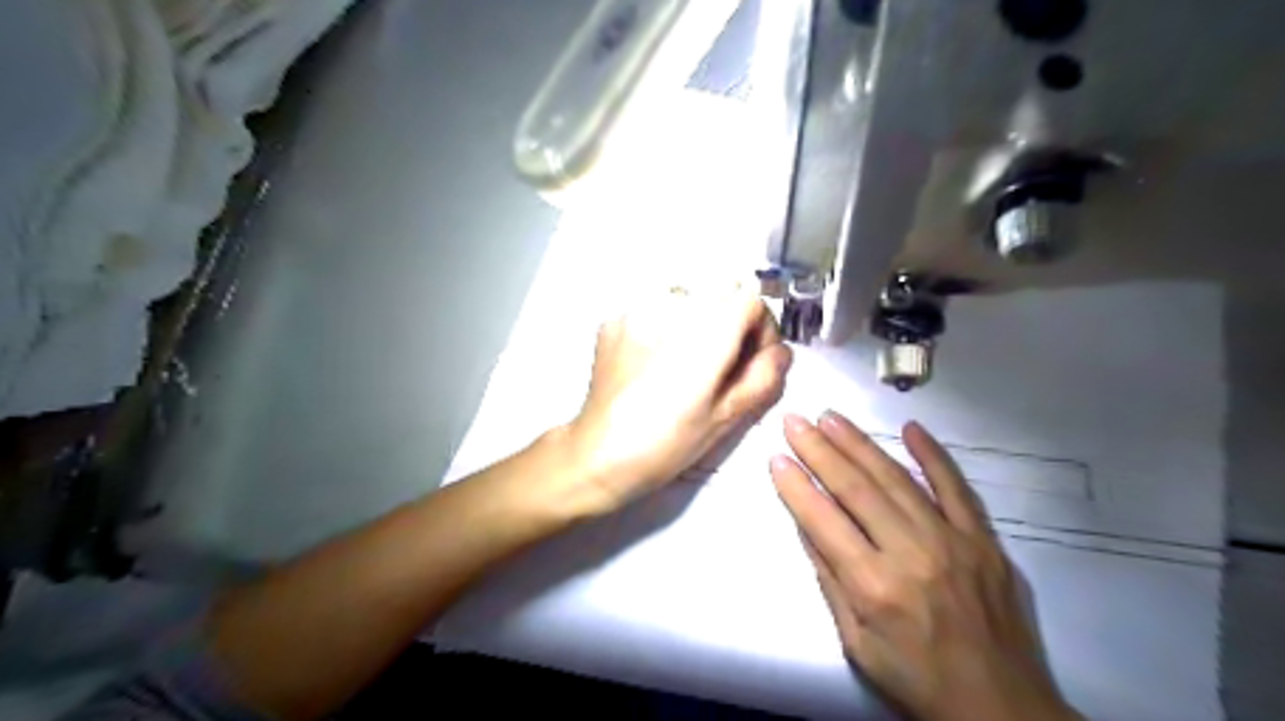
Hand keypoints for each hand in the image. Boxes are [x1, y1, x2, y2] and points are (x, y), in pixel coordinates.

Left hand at [563, 295, 792, 515]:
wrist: (598, 454)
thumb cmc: (667, 444)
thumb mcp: (727, 418)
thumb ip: (764, 377)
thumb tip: (780, 351)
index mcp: (706, 333)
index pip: (751, 299)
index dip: (760, 330)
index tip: (750, 361)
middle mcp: (673, 309)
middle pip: (720, 296)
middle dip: (730, 326)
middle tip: (718, 368)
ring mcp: (637, 310)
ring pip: (687, 301)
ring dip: (696, 325)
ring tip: (681, 366)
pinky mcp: (614, 319)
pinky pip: (653, 310)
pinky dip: (663, 329)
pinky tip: (651, 363)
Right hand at [773, 412, 1075, 720]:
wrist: (1001, 707)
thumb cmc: (916, 679)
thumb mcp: (856, 643)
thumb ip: (830, 580)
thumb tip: (806, 525)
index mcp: (875, 587)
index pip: (824, 521)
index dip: (796, 487)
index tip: (776, 457)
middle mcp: (911, 554)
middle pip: (857, 489)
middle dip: (820, 450)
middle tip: (795, 420)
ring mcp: (952, 541)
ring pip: (897, 479)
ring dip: (860, 444)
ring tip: (831, 417)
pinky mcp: (983, 540)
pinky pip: (956, 487)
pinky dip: (933, 455)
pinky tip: (911, 428)